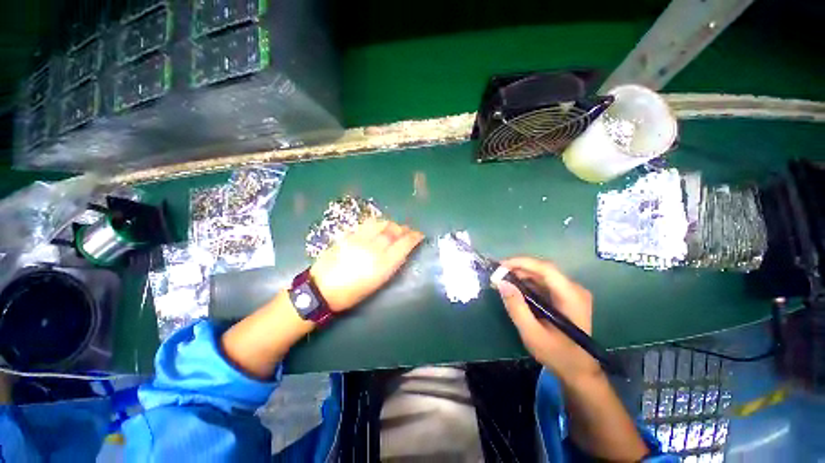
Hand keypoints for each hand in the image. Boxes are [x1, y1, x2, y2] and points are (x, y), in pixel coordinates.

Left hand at [310, 219, 423, 311]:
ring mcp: (361, 239)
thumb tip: (400, 252)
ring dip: (391, 224)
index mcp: (383, 264)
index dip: (414, 237)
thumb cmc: (352, 293)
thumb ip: (391, 265)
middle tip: (408, 231)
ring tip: (393, 228)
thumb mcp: (377, 283)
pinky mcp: (349, 236)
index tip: (420, 235)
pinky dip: (377, 223)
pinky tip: (378, 227)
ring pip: (381, 224)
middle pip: (394, 231)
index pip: (404, 244)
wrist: (321, 289)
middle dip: (404, 229)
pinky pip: (367, 224)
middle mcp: (374, 248)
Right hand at [496, 257, 600, 381]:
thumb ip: (516, 307)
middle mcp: (574, 289)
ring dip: (521, 275)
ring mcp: (572, 292)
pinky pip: (544, 283)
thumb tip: (501, 283)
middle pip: (543, 270)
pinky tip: (515, 288)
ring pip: (543, 275)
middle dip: (518, 268)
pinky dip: (528, 282)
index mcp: (571, 297)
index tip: (501, 265)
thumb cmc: (557, 354)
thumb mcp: (532, 333)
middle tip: (498, 274)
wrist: (579, 370)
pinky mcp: (567, 296)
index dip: (522, 262)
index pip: (546, 269)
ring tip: (503, 280)